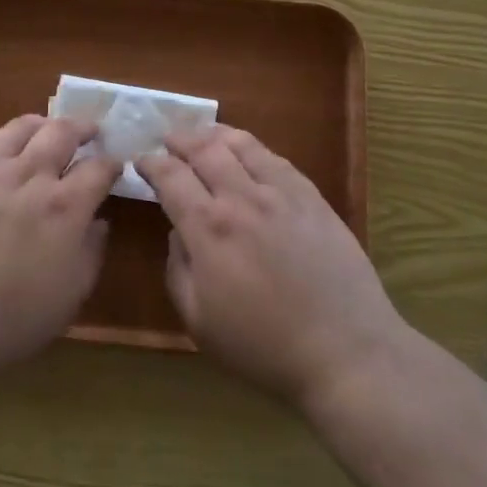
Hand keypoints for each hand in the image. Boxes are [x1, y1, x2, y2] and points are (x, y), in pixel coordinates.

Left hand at [0, 114, 119, 383]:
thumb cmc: (9, 320)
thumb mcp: (69, 297)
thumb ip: (90, 253)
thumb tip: (99, 222)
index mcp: (65, 206)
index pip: (99, 168)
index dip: (112, 164)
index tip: (115, 166)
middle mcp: (30, 176)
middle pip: (62, 132)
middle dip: (82, 127)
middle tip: (89, 131)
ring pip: (20, 128)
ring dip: (42, 124)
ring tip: (47, 128)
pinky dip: (0, 137)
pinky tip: (2, 145)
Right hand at [140, 126, 402, 408]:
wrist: (345, 350)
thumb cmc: (263, 346)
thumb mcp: (199, 321)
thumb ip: (178, 269)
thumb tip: (179, 232)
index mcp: (208, 228)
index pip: (170, 177)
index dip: (151, 164)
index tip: (141, 162)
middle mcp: (241, 198)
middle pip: (204, 149)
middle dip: (180, 140)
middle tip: (168, 140)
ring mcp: (281, 193)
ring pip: (242, 145)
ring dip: (215, 135)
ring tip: (204, 136)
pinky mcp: (312, 198)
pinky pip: (277, 159)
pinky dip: (253, 149)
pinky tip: (249, 154)